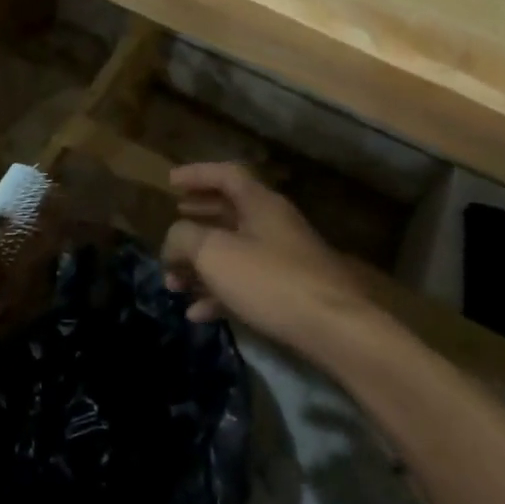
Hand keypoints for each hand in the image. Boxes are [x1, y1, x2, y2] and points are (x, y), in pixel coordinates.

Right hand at [161, 163, 376, 365]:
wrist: (334, 329)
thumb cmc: (269, 280)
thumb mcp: (214, 252)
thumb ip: (184, 238)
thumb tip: (173, 241)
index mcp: (260, 204)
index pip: (226, 175)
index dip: (196, 174)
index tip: (170, 182)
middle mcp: (274, 225)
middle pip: (229, 213)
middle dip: (195, 222)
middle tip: (172, 227)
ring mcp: (284, 260)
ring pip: (234, 252)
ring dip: (201, 265)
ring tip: (172, 283)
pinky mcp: (289, 292)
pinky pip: (246, 284)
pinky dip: (219, 293)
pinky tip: (196, 314)